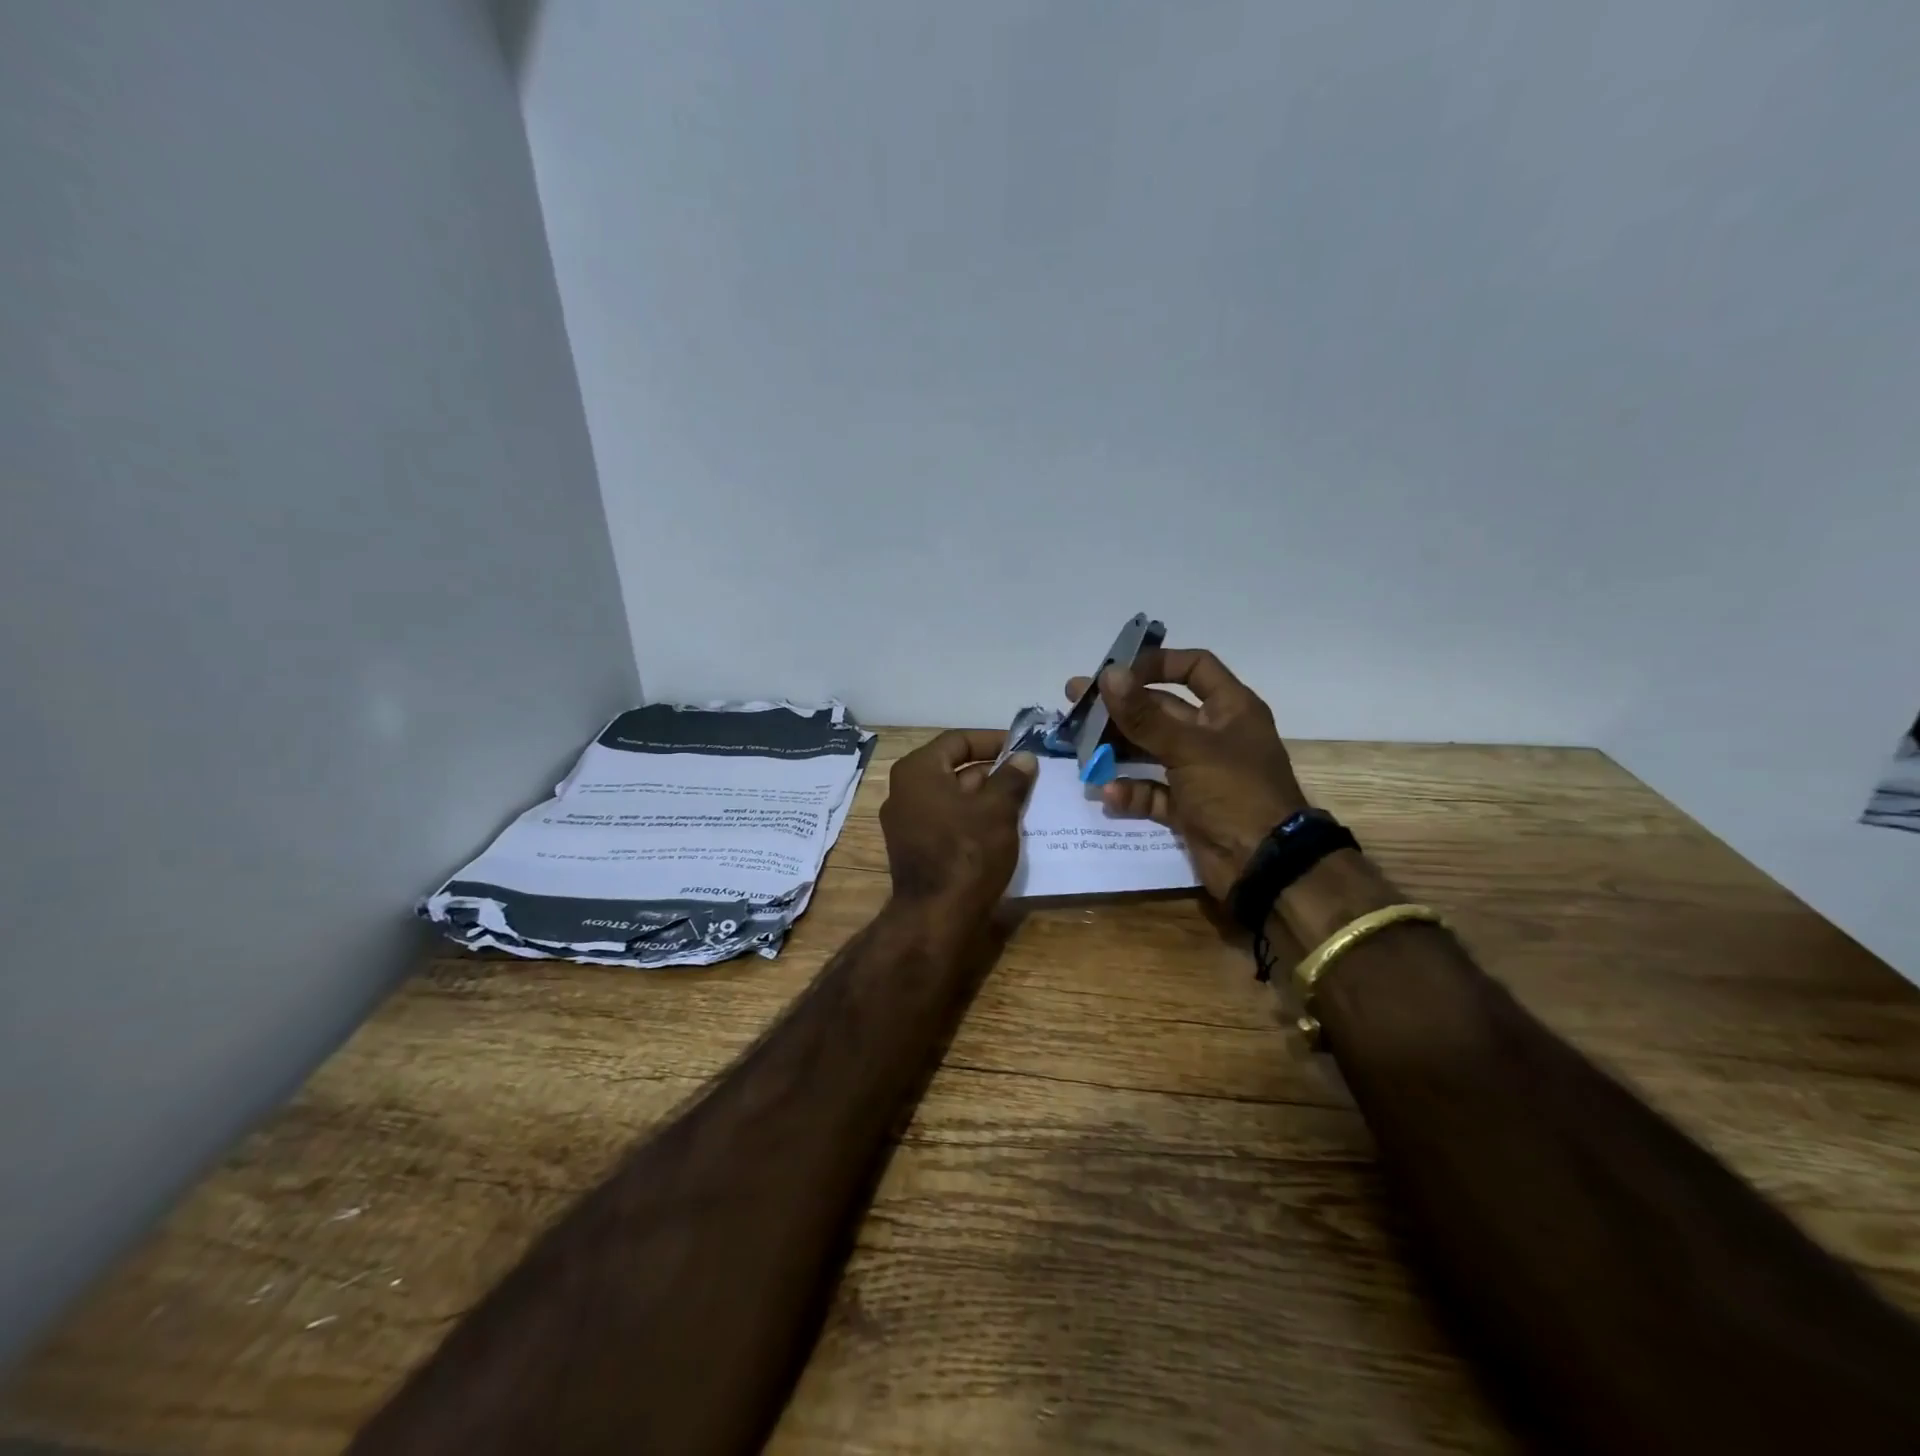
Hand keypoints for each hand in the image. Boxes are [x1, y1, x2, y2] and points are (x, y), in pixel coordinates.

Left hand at [880, 729, 1036, 920]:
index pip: (958, 741)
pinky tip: (1002, 829)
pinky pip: (947, 822)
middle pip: (953, 769)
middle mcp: (904, 791)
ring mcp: (906, 822)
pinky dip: (972, 819)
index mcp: (917, 771)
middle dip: (992, 772)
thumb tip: (1023, 758)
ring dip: (985, 797)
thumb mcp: (998, 809)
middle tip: (1027, 777)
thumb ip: (1012, 778)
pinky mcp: (915, 848)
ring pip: (952, 798)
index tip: (1022, 748)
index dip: (992, 740)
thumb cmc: (967, 851)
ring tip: (1022, 802)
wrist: (937, 916)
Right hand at [1064, 649, 1308, 900]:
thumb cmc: (1235, 792)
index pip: (1194, 667)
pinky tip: (1107, 792)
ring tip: (1079, 747)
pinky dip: (1131, 792)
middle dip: (1121, 708)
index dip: (1157, 663)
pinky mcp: (1188, 808)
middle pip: (1162, 710)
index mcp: (1230, 709)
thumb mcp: (1188, 748)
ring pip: (1151, 750)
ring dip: (1118, 749)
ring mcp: (1201, 773)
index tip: (1116, 671)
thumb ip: (1144, 715)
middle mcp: (1215, 735)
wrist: (1265, 866)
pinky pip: (1152, 792)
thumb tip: (1108, 673)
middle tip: (1076, 703)